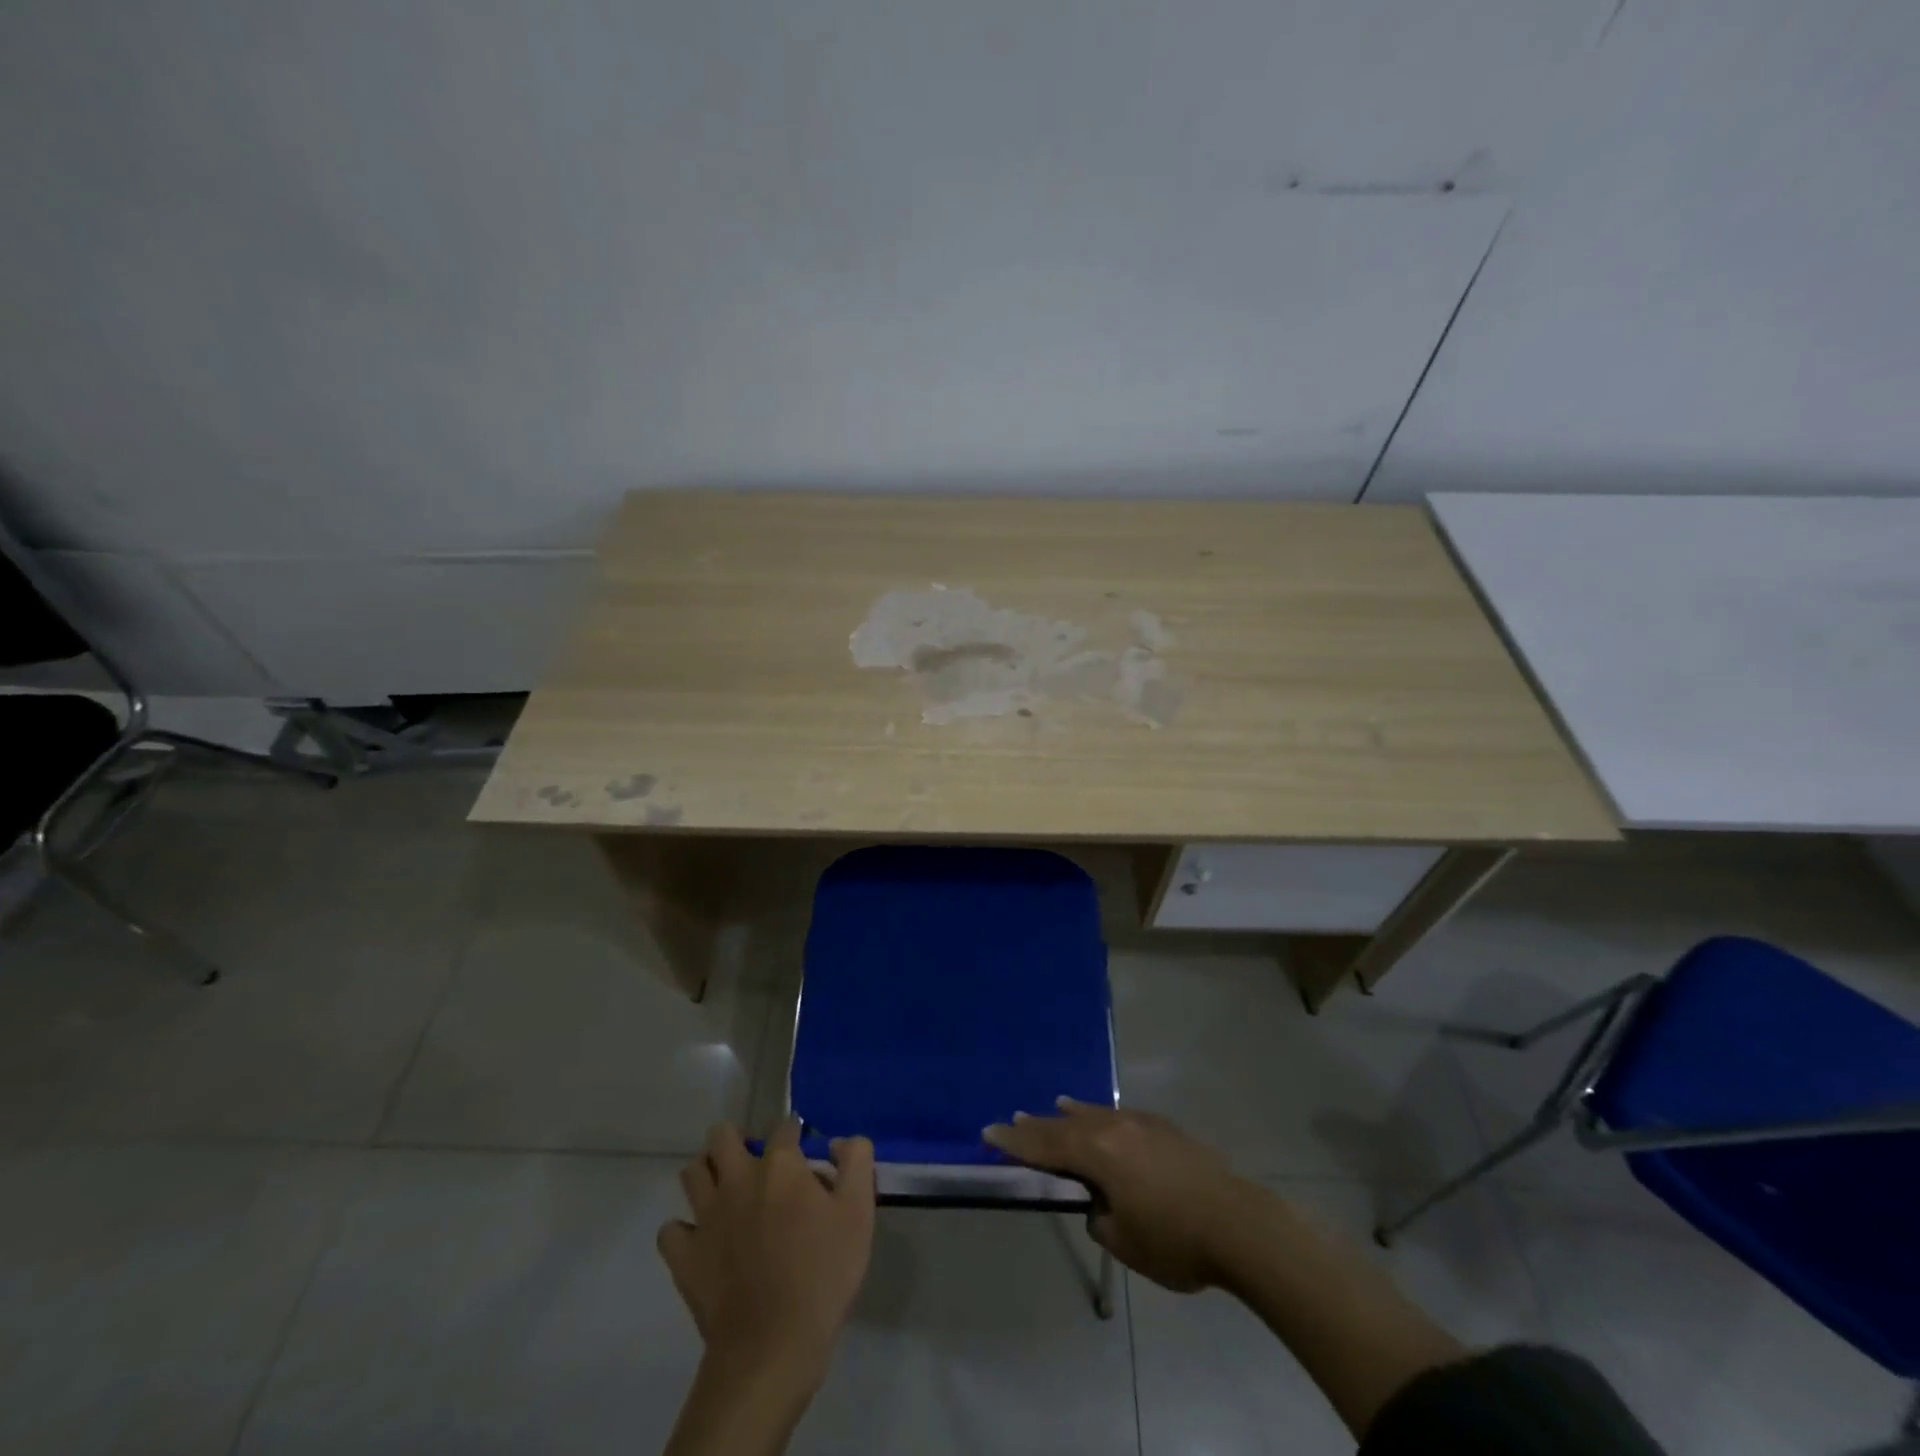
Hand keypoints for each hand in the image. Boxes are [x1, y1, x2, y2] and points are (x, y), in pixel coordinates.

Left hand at [659, 1119, 875, 1384]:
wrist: (773, 1344)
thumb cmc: (823, 1272)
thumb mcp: (859, 1211)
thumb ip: (856, 1161)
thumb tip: (839, 1142)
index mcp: (780, 1165)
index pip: (784, 1127)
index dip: (795, 1135)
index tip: (804, 1155)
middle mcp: (738, 1179)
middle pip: (722, 1136)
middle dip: (735, 1140)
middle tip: (754, 1163)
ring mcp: (706, 1217)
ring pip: (692, 1173)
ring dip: (707, 1174)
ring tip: (726, 1191)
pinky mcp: (684, 1256)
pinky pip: (671, 1230)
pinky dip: (683, 1230)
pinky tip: (701, 1240)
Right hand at [984, 1098, 1257, 1291]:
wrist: (1238, 1223)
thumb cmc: (1174, 1240)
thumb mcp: (1124, 1241)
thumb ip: (1100, 1216)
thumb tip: (1100, 1201)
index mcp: (1098, 1154)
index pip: (1046, 1146)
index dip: (1015, 1142)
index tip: (989, 1132)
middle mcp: (1114, 1129)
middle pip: (1066, 1125)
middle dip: (1038, 1126)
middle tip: (1011, 1119)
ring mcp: (1142, 1124)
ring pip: (1095, 1114)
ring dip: (1070, 1115)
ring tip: (1052, 1106)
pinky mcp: (1164, 1129)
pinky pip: (1119, 1116)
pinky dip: (1100, 1115)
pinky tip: (1102, 1116)